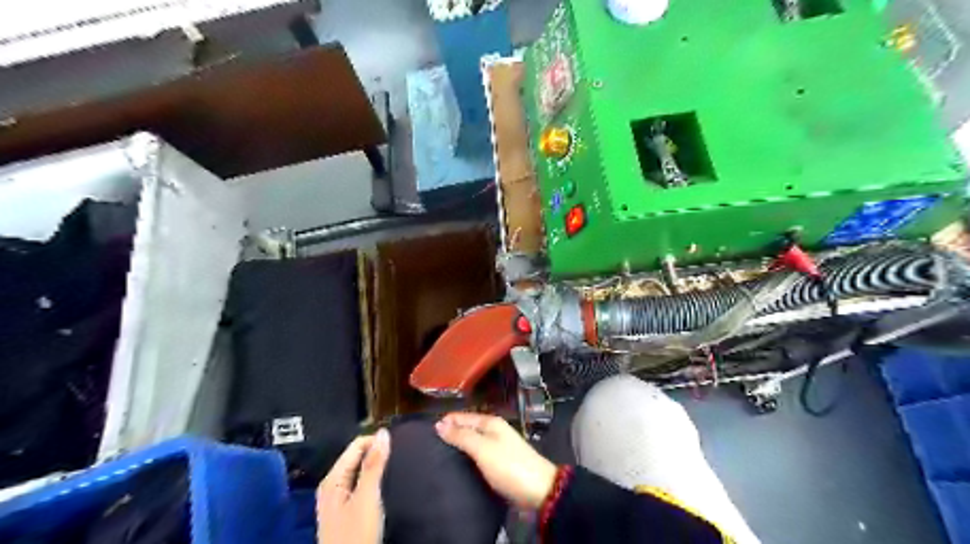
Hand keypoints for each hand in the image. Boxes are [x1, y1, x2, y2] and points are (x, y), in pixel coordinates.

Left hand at [321, 429, 391, 543]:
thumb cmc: (355, 534)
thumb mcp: (367, 497)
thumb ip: (374, 465)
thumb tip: (383, 433)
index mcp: (333, 479)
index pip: (356, 445)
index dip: (376, 441)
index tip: (398, 445)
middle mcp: (332, 485)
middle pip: (357, 457)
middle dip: (376, 454)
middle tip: (399, 457)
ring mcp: (337, 498)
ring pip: (359, 471)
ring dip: (376, 468)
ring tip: (395, 469)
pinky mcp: (345, 510)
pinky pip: (360, 484)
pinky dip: (373, 480)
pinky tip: (384, 486)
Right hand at [436, 413, 556, 509]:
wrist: (539, 489)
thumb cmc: (509, 465)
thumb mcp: (483, 449)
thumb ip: (462, 436)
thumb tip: (439, 424)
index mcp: (491, 423)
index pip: (463, 416)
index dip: (447, 421)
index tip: (428, 431)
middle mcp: (495, 431)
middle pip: (468, 427)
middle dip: (451, 432)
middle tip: (430, 444)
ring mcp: (499, 447)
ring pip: (473, 441)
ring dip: (459, 445)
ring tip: (439, 454)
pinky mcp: (500, 463)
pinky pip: (479, 455)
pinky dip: (467, 457)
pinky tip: (458, 465)